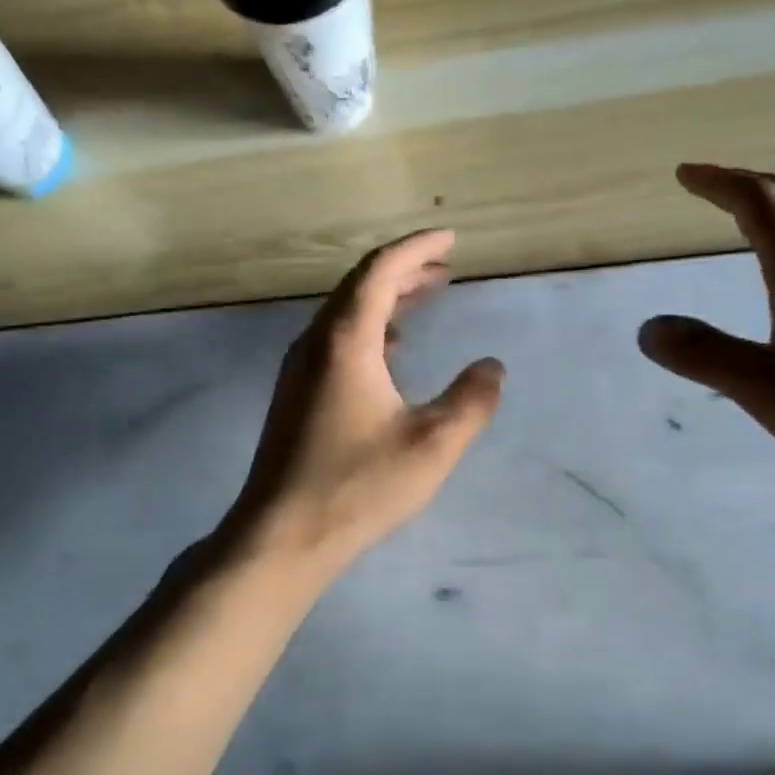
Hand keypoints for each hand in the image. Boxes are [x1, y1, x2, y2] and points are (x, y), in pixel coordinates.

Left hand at [226, 229, 504, 575]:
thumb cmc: (358, 485)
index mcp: (345, 341)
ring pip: (345, 315)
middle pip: (359, 287)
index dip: (417, 249)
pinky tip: (390, 355)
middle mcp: (315, 344)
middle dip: (404, 272)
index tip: (450, 239)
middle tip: (444, 270)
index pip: (380, 271)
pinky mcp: (295, 397)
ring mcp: (299, 371)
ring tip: (424, 301)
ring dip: (386, 301)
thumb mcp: (432, 444)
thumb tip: (492, 367)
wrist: (282, 535)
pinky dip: (369, 332)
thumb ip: (471, 401)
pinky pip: (335, 343)